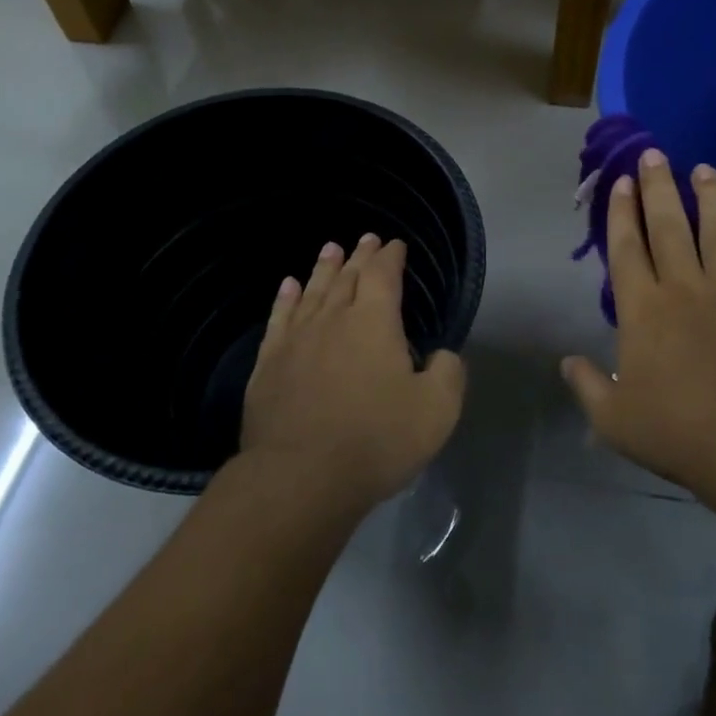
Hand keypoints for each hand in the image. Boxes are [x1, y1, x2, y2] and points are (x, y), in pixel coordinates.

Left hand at [242, 234, 466, 510]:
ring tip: (330, 249)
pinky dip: (285, 299)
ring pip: (312, 291)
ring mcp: (295, 340)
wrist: (301, 477)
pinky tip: (288, 288)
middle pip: (347, 277)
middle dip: (360, 256)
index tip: (395, 245)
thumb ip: (447, 372)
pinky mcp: (268, 365)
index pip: (383, 275)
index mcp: (374, 323)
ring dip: (324, 268)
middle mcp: (333, 319)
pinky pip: (278, 319)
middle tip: (366, 239)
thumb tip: (441, 355)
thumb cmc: (376, 439)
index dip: (391, 257)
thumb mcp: (437, 409)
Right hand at [562, 149, 715, 485]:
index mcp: (642, 310)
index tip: (622, 182)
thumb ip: (588, 386)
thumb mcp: (613, 419)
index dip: (621, 214)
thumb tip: (568, 363)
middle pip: (669, 227)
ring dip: (710, 198)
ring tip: (703, 170)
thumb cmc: (676, 430)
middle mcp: (685, 288)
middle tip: (655, 155)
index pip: (626, 250)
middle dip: (659, 188)